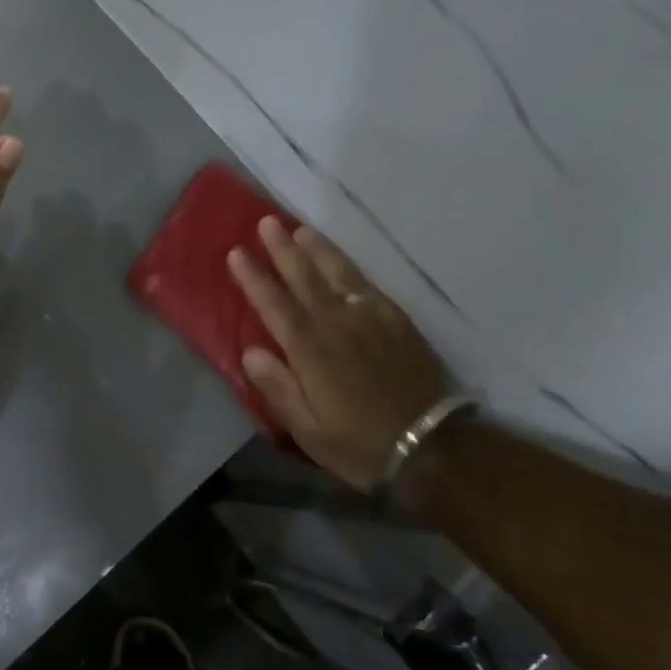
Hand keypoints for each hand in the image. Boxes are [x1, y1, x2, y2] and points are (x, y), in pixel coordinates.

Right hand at [227, 217, 448, 490]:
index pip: (274, 304)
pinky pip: (366, 283)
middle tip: (266, 222)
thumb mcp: (307, 429)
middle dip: (282, 248)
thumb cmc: (360, 443)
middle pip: (304, 277)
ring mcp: (369, 318)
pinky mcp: (396, 321)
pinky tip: (340, 259)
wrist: (433, 447)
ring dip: (316, 248)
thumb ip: (277, 386)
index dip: (254, 277)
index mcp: (309, 350)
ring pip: (337, 272)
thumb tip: (250, 350)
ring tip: (299, 228)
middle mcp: (336, 323)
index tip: (237, 252)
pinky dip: (348, 266)